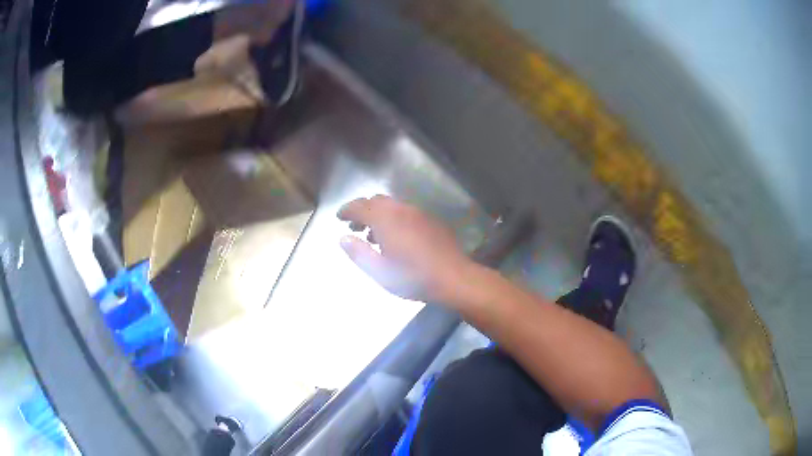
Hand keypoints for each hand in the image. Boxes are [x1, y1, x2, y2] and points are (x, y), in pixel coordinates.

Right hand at [337, 195, 472, 302]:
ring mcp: (419, 213)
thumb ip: (359, 253)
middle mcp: (401, 210)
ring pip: (392, 206)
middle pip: (376, 201)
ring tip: (373, 236)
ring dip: (379, 215)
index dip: (347, 210)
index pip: (360, 206)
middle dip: (363, 211)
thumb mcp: (380, 271)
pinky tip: (397, 238)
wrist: (454, 278)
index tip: (339, 217)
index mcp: (386, 220)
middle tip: (354, 227)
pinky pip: (406, 212)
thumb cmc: (413, 277)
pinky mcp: (431, 220)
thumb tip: (343, 238)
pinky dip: (394, 218)